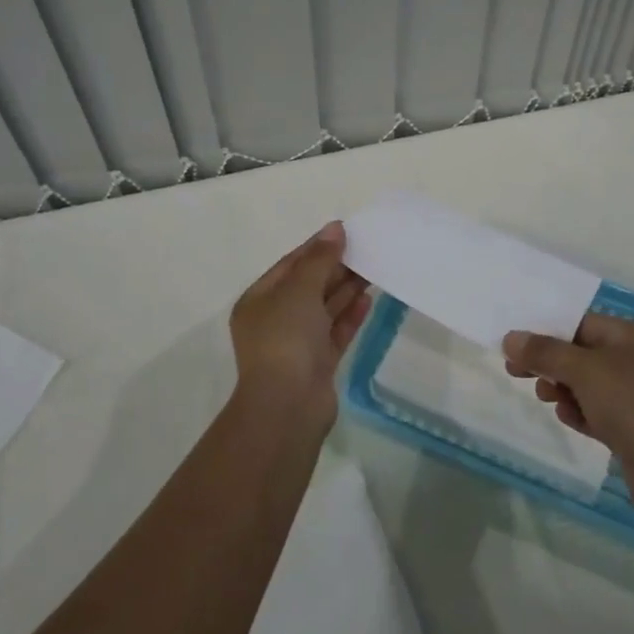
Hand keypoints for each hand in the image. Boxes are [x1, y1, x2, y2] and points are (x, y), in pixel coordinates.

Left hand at [229, 222, 370, 426]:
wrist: (288, 405)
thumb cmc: (286, 338)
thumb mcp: (300, 289)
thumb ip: (320, 258)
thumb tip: (335, 228)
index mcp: (259, 300)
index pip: (290, 265)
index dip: (317, 247)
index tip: (345, 232)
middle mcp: (275, 320)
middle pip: (309, 286)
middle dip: (336, 268)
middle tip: (367, 249)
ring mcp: (296, 344)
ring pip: (324, 309)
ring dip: (346, 290)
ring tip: (374, 269)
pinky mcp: (318, 364)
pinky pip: (335, 332)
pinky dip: (350, 316)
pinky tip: (369, 300)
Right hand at [504, 314, 633, 508]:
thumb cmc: (632, 405)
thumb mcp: (584, 371)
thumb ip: (545, 353)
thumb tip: (510, 338)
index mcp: (631, 337)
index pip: (580, 323)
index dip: (545, 331)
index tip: (514, 345)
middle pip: (581, 354)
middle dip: (549, 363)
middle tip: (516, 373)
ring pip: (588, 385)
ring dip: (562, 389)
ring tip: (546, 398)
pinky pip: (598, 412)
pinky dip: (580, 412)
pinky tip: (567, 419)